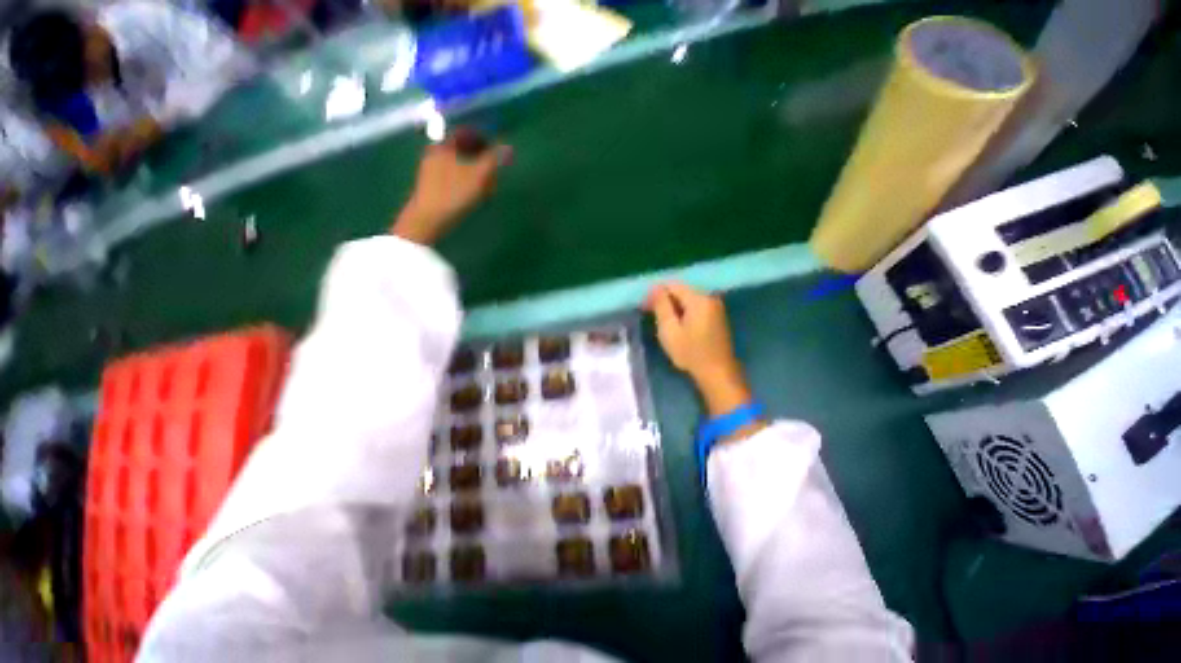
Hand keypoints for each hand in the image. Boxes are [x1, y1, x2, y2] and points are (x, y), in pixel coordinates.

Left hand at [391, 128, 511, 244]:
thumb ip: (493, 160)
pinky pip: (453, 177)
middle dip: (480, 159)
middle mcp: (435, 153)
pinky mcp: (432, 186)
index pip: (466, 133)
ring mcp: (431, 170)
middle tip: (494, 171)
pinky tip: (474, 196)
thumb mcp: (478, 176)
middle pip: (462, 150)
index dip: (484, 139)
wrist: (428, 218)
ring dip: (475, 172)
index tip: (497, 150)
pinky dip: (466, 182)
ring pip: (458, 165)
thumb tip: (508, 147)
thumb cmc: (454, 193)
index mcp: (444, 145)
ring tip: (488, 188)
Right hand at [645, 282, 752, 417]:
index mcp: (698, 299)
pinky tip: (678, 324)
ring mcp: (715, 306)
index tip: (645, 308)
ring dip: (674, 306)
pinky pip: (696, 306)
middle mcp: (709, 297)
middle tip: (651, 316)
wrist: (718, 373)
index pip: (672, 285)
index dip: (656, 293)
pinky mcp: (717, 315)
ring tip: (663, 322)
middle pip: (681, 290)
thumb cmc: (690, 353)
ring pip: (688, 298)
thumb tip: (654, 287)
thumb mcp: (669, 330)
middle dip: (665, 300)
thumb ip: (661, 306)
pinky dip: (684, 311)